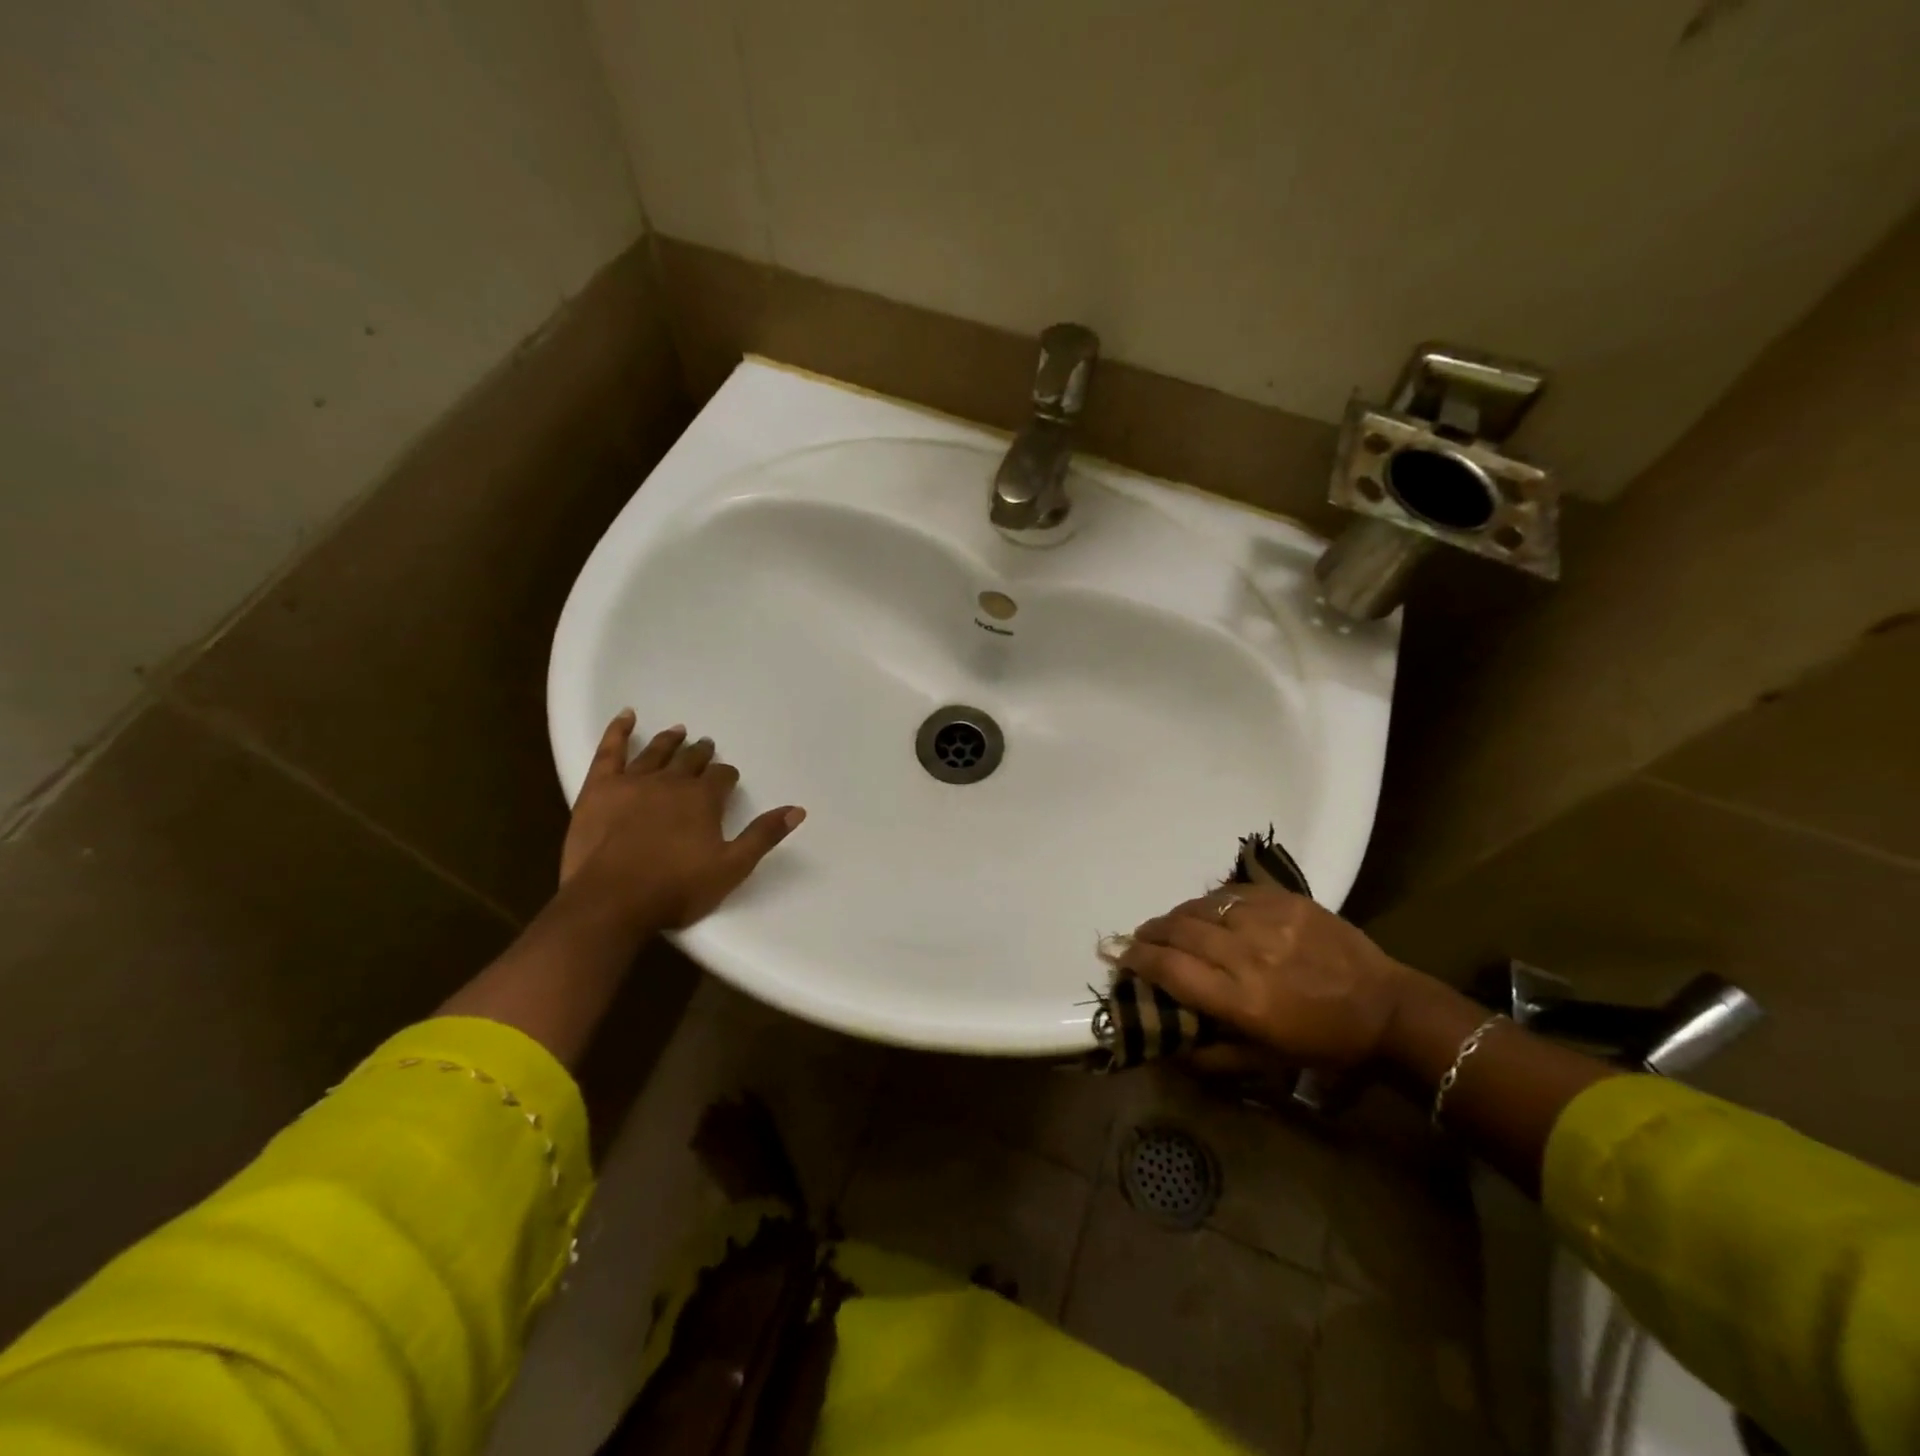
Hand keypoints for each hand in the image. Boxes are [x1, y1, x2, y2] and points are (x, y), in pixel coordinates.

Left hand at [560, 710, 804, 930]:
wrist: (611, 901)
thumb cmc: (676, 888)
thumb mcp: (732, 868)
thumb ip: (763, 836)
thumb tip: (797, 810)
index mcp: (703, 799)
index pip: (721, 777)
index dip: (727, 776)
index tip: (728, 779)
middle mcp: (671, 782)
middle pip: (690, 760)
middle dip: (701, 753)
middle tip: (706, 746)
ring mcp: (633, 782)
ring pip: (656, 752)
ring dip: (670, 741)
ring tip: (678, 731)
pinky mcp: (599, 789)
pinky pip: (610, 751)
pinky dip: (618, 731)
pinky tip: (627, 716)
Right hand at [1119, 886, 1412, 1069]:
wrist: (1387, 1008)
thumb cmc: (1324, 1043)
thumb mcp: (1267, 1062)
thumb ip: (1212, 1055)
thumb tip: (1168, 1048)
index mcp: (1242, 1001)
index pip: (1171, 969)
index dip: (1138, 959)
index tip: (1121, 956)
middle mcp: (1248, 956)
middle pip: (1179, 931)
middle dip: (1150, 933)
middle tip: (1139, 938)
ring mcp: (1269, 922)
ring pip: (1201, 907)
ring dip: (1177, 915)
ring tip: (1169, 923)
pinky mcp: (1287, 900)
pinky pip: (1232, 893)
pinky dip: (1211, 901)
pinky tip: (1207, 910)